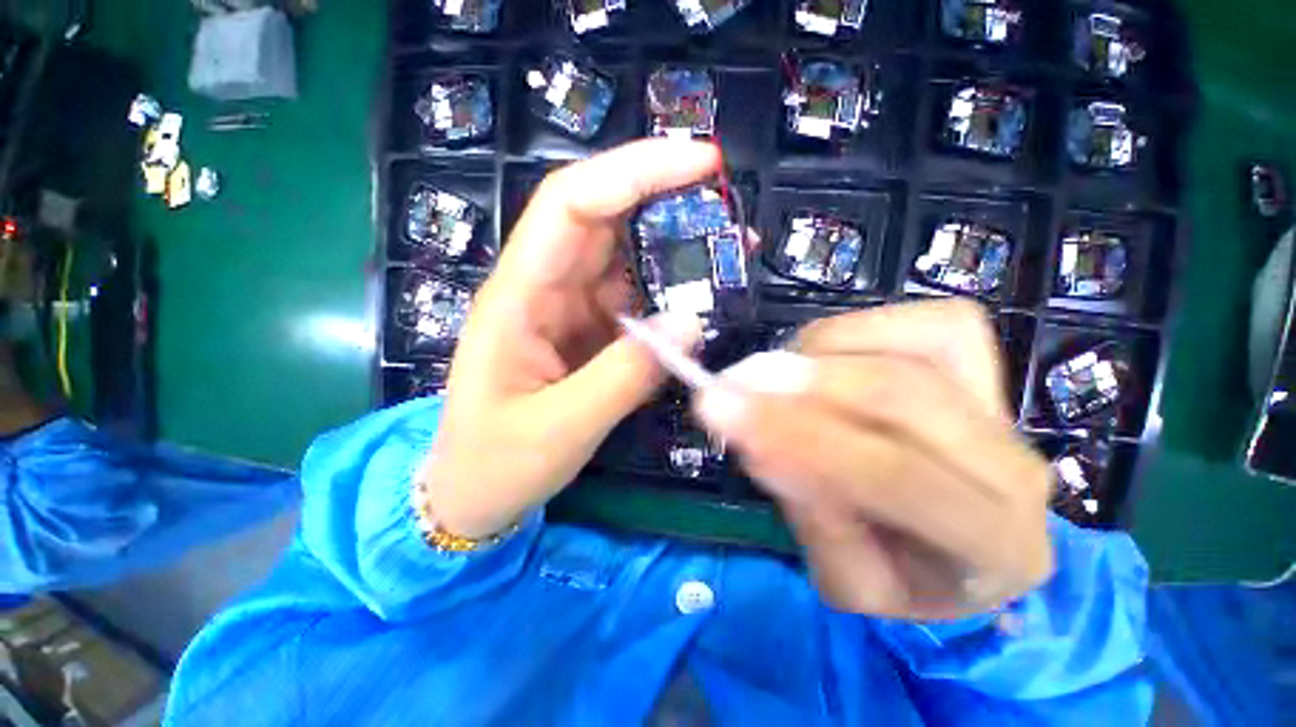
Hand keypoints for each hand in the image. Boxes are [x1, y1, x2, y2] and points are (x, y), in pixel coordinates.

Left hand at [423, 140, 718, 538]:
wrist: (474, 494)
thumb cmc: (498, 463)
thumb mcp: (561, 427)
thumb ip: (625, 375)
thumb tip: (691, 323)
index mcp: (518, 297)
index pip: (572, 205)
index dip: (633, 172)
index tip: (701, 162)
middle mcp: (543, 289)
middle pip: (603, 219)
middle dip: (665, 198)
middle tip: (728, 203)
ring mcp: (568, 311)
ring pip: (624, 258)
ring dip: (675, 249)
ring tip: (730, 252)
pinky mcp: (589, 334)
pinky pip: (634, 301)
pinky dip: (669, 296)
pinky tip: (701, 302)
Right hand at [693, 300, 1053, 619]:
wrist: (966, 541)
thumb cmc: (905, 571)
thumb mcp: (849, 580)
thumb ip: (812, 514)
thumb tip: (757, 438)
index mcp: (992, 544)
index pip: (891, 475)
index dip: (798, 433)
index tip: (718, 408)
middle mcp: (1013, 464)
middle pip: (900, 395)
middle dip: (800, 383)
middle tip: (728, 382)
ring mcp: (1002, 399)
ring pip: (902, 348)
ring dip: (814, 358)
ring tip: (772, 382)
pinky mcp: (983, 356)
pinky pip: (917, 320)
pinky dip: (850, 332)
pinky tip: (821, 360)